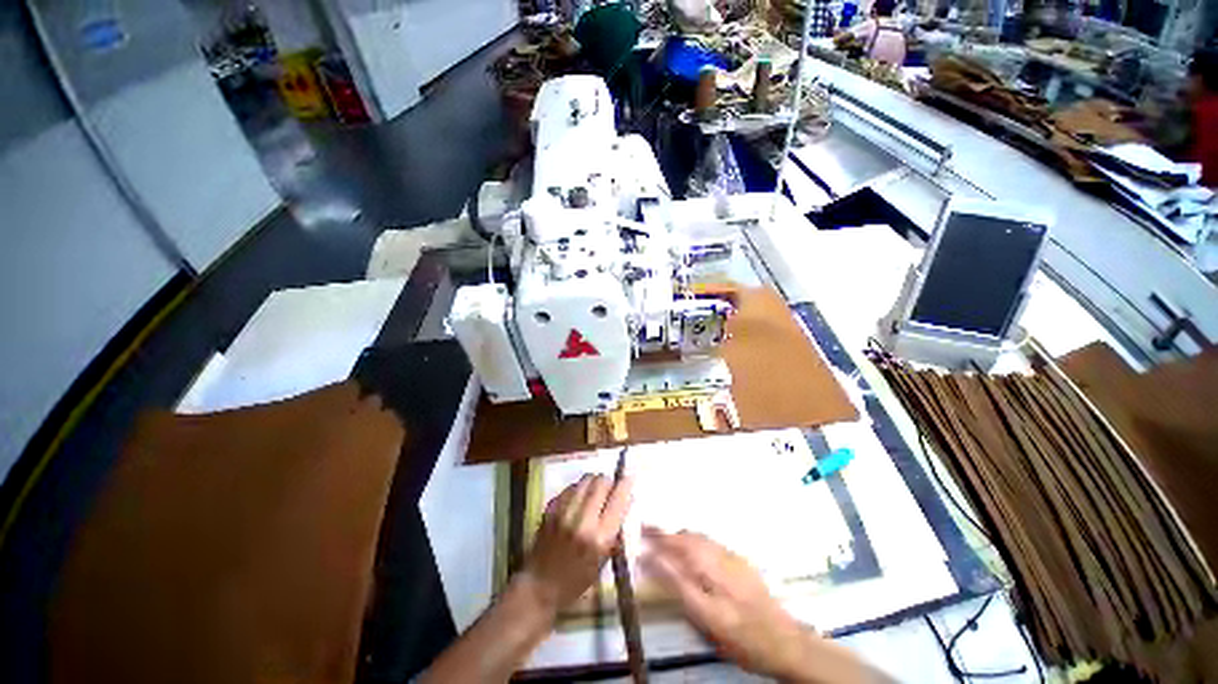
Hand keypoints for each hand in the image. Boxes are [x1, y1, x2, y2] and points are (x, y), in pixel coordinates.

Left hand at [521, 474, 633, 612]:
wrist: (539, 585)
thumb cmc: (577, 580)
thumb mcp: (604, 560)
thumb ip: (615, 529)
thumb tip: (625, 500)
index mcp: (599, 538)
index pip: (618, 500)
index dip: (626, 485)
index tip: (629, 478)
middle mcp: (582, 520)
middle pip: (601, 482)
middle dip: (609, 482)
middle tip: (610, 489)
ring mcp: (564, 512)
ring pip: (585, 479)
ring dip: (594, 482)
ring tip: (594, 492)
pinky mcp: (551, 508)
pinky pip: (570, 487)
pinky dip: (578, 489)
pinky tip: (578, 500)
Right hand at [642, 530, 816, 681]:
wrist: (785, 641)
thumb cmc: (743, 638)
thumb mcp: (707, 620)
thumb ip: (679, 587)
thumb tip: (654, 564)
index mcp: (710, 576)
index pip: (676, 551)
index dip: (655, 543)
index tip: (639, 536)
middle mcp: (720, 560)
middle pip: (686, 538)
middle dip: (665, 533)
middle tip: (646, 532)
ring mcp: (732, 558)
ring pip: (698, 537)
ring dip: (678, 535)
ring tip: (663, 538)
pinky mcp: (740, 560)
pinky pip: (709, 542)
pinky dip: (693, 540)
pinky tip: (690, 548)